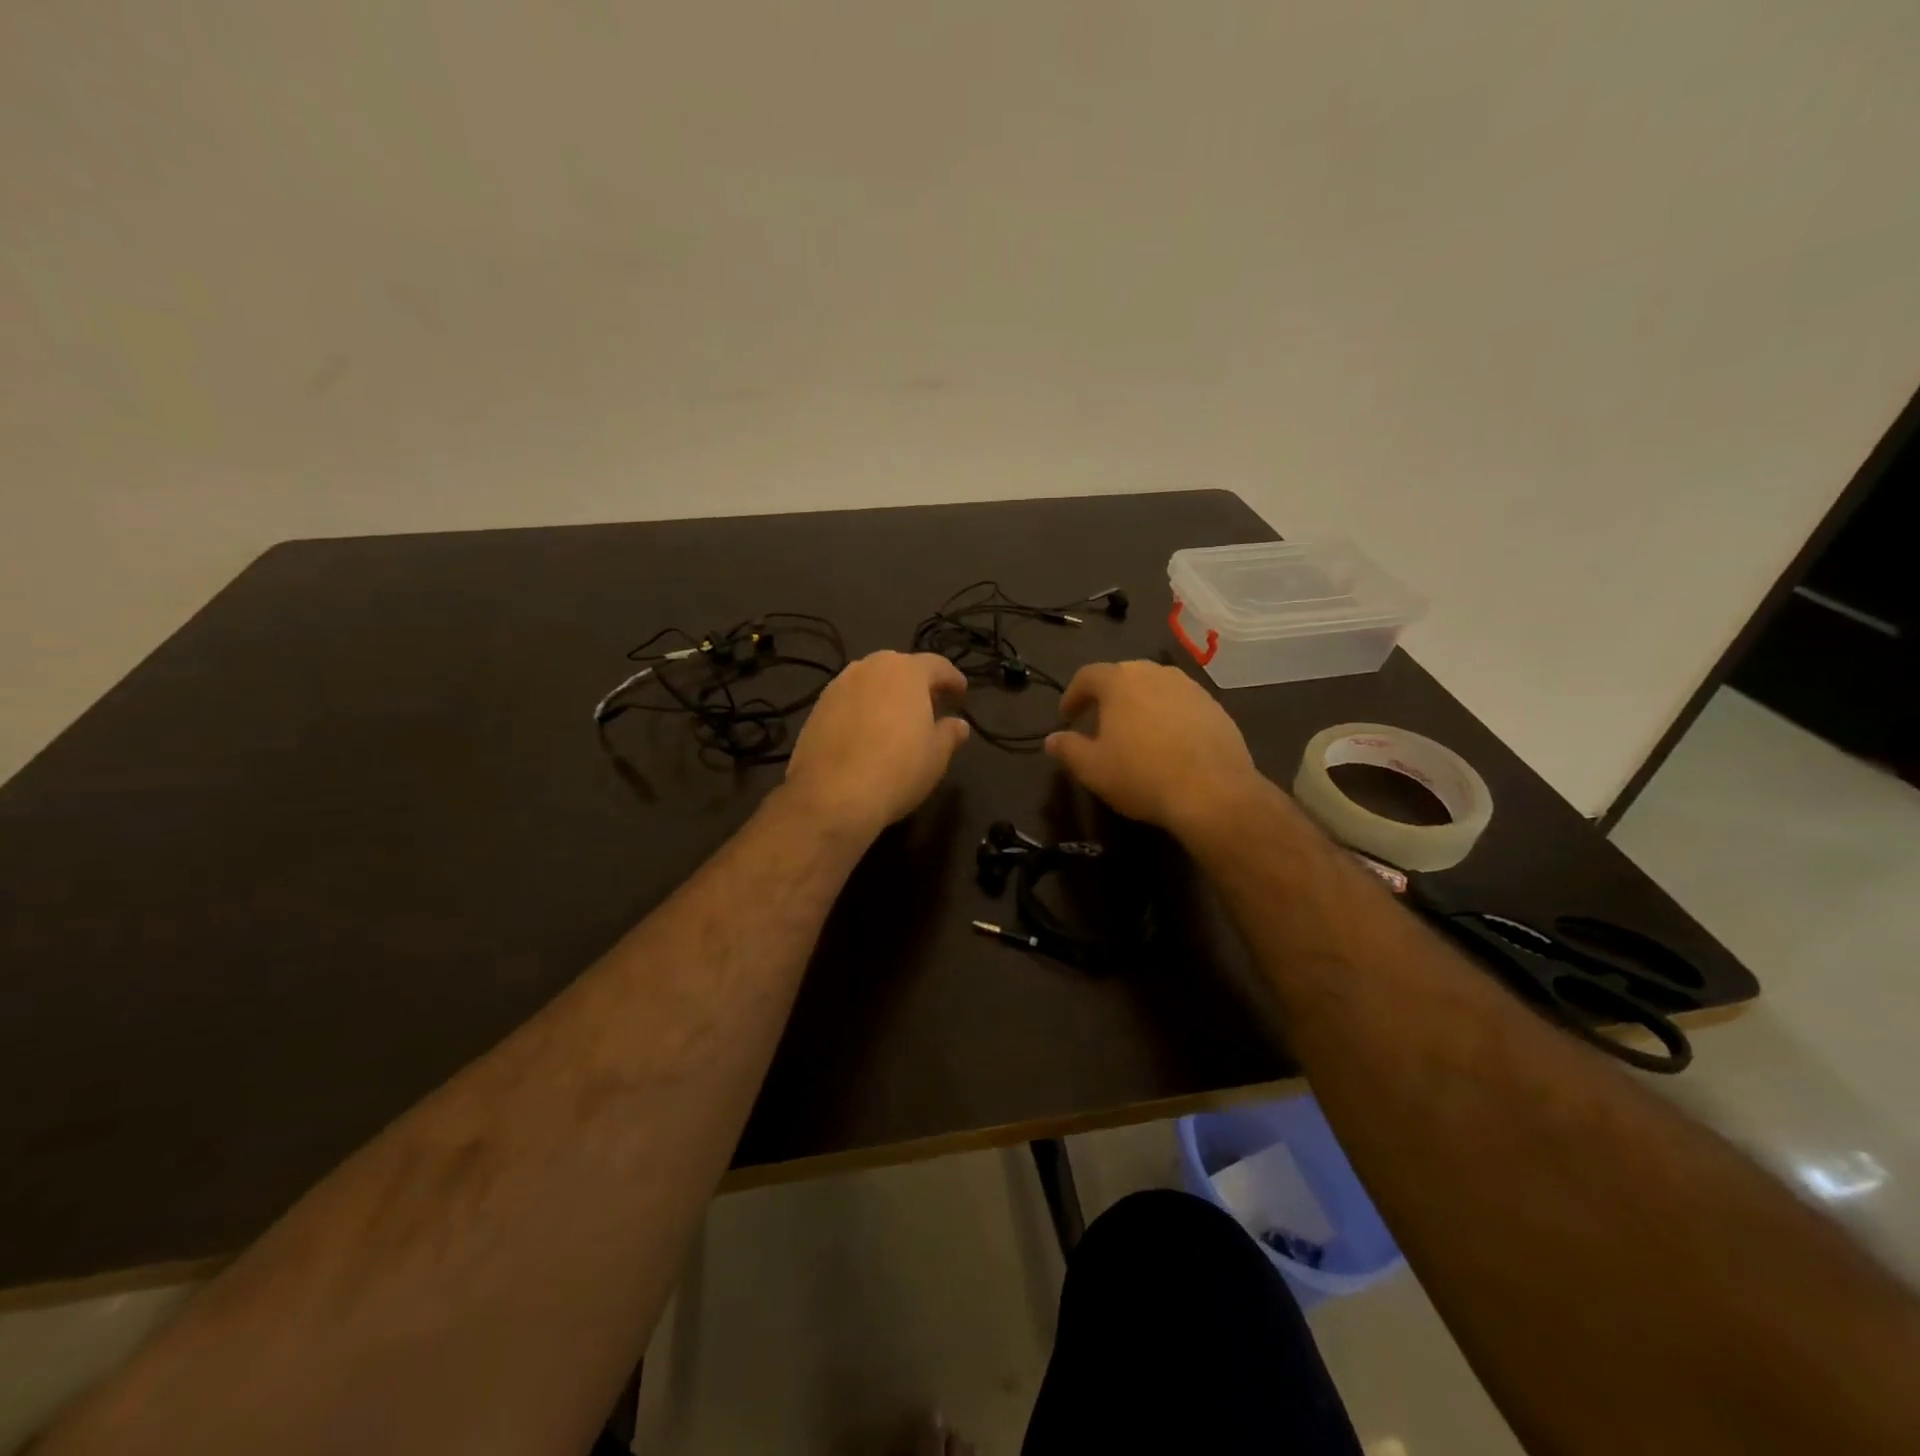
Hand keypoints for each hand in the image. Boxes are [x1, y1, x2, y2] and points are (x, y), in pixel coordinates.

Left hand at [785, 651, 970, 833]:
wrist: (832, 795)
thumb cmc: (897, 769)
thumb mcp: (937, 755)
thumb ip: (950, 733)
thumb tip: (958, 725)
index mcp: (906, 671)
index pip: (937, 665)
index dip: (953, 679)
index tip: (961, 694)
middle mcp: (869, 668)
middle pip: (900, 668)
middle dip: (917, 684)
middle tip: (930, 706)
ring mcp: (838, 686)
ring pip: (871, 683)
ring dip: (887, 695)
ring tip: (897, 720)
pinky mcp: (816, 708)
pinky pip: (849, 701)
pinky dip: (863, 710)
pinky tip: (868, 734)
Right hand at [1044, 661, 1266, 837]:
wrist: (1213, 792)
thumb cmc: (1141, 775)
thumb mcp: (1092, 768)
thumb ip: (1067, 748)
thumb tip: (1051, 739)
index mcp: (1120, 681)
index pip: (1087, 676)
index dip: (1072, 696)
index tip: (1067, 718)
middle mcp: (1155, 673)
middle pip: (1123, 676)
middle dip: (1107, 697)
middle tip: (1099, 723)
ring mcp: (1190, 687)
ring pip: (1155, 688)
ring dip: (1140, 704)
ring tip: (1135, 733)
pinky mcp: (1215, 707)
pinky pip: (1181, 704)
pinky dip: (1168, 716)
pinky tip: (1168, 743)